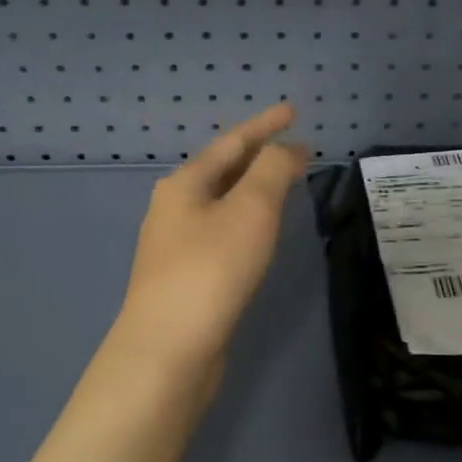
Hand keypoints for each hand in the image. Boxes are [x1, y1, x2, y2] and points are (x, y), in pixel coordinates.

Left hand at [114, 102, 307, 384]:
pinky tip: (258, 232)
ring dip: (252, 188)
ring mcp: (175, 245)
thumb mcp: (250, 209)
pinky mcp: (184, 277)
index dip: (265, 125)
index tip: (292, 111)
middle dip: (258, 156)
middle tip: (293, 148)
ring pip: (221, 202)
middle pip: (222, 170)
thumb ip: (272, 170)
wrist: (168, 350)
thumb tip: (287, 148)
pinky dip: (245, 219)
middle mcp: (174, 208)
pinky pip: (221, 231)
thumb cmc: (211, 269)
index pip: (233, 143)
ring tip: (281, 182)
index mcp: (185, 184)